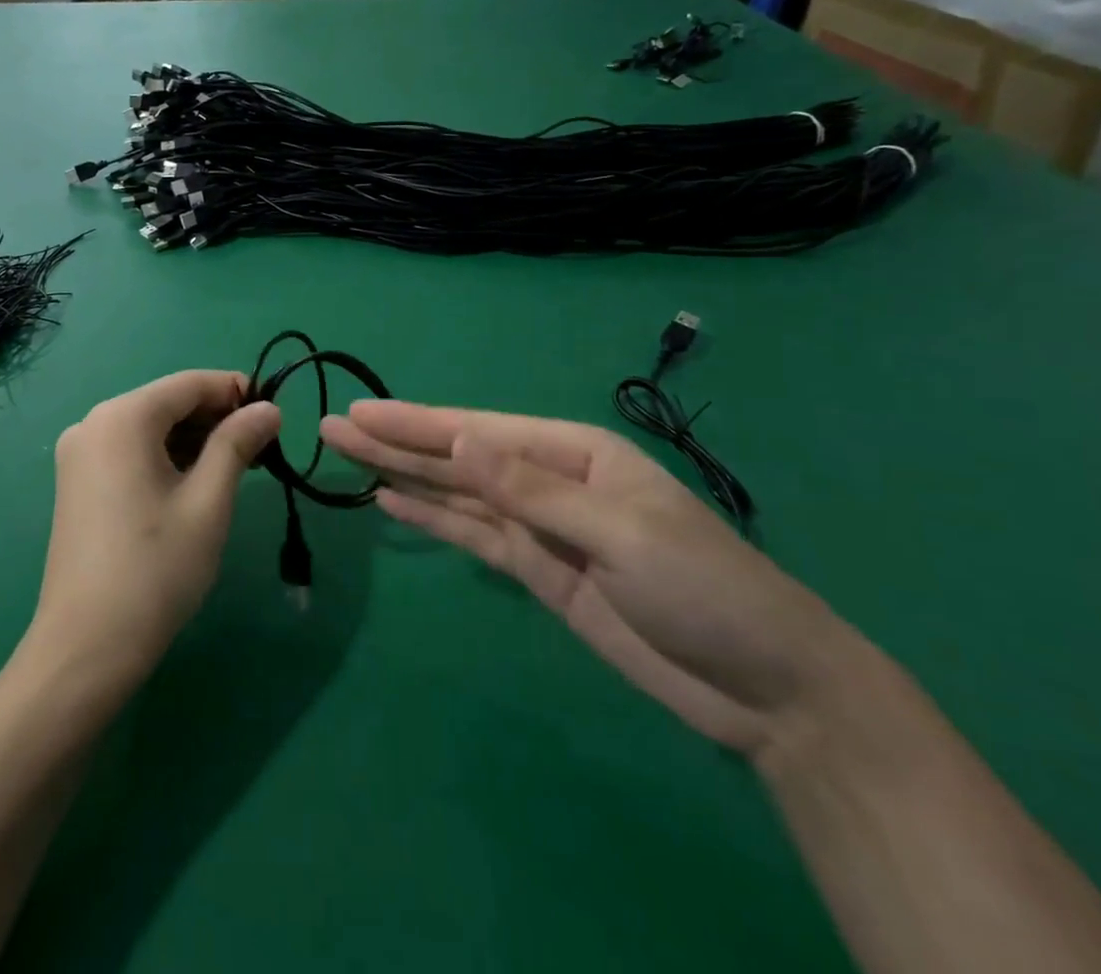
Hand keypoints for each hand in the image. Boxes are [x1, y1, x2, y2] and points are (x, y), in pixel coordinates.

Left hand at [36, 371, 280, 685]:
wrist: (86, 647)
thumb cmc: (155, 569)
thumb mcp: (208, 502)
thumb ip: (237, 444)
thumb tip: (269, 408)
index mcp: (121, 417)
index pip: (188, 384)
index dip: (235, 390)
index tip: (274, 413)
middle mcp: (94, 423)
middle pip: (167, 403)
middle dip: (216, 418)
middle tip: (262, 447)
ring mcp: (80, 454)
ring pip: (150, 427)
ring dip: (194, 439)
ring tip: (238, 467)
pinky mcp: (78, 482)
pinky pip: (131, 450)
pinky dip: (167, 457)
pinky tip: (197, 481)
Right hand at [321, 401, 852, 756]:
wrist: (766, 687)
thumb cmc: (704, 589)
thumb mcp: (620, 532)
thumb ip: (532, 489)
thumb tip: (458, 443)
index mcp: (571, 452)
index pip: (475, 433)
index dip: (414, 423)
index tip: (359, 412)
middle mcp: (547, 479)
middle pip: (456, 458)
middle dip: (395, 442)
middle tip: (334, 426)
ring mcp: (538, 526)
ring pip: (456, 494)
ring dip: (403, 476)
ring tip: (350, 458)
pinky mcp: (536, 569)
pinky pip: (472, 536)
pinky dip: (432, 520)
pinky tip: (393, 504)